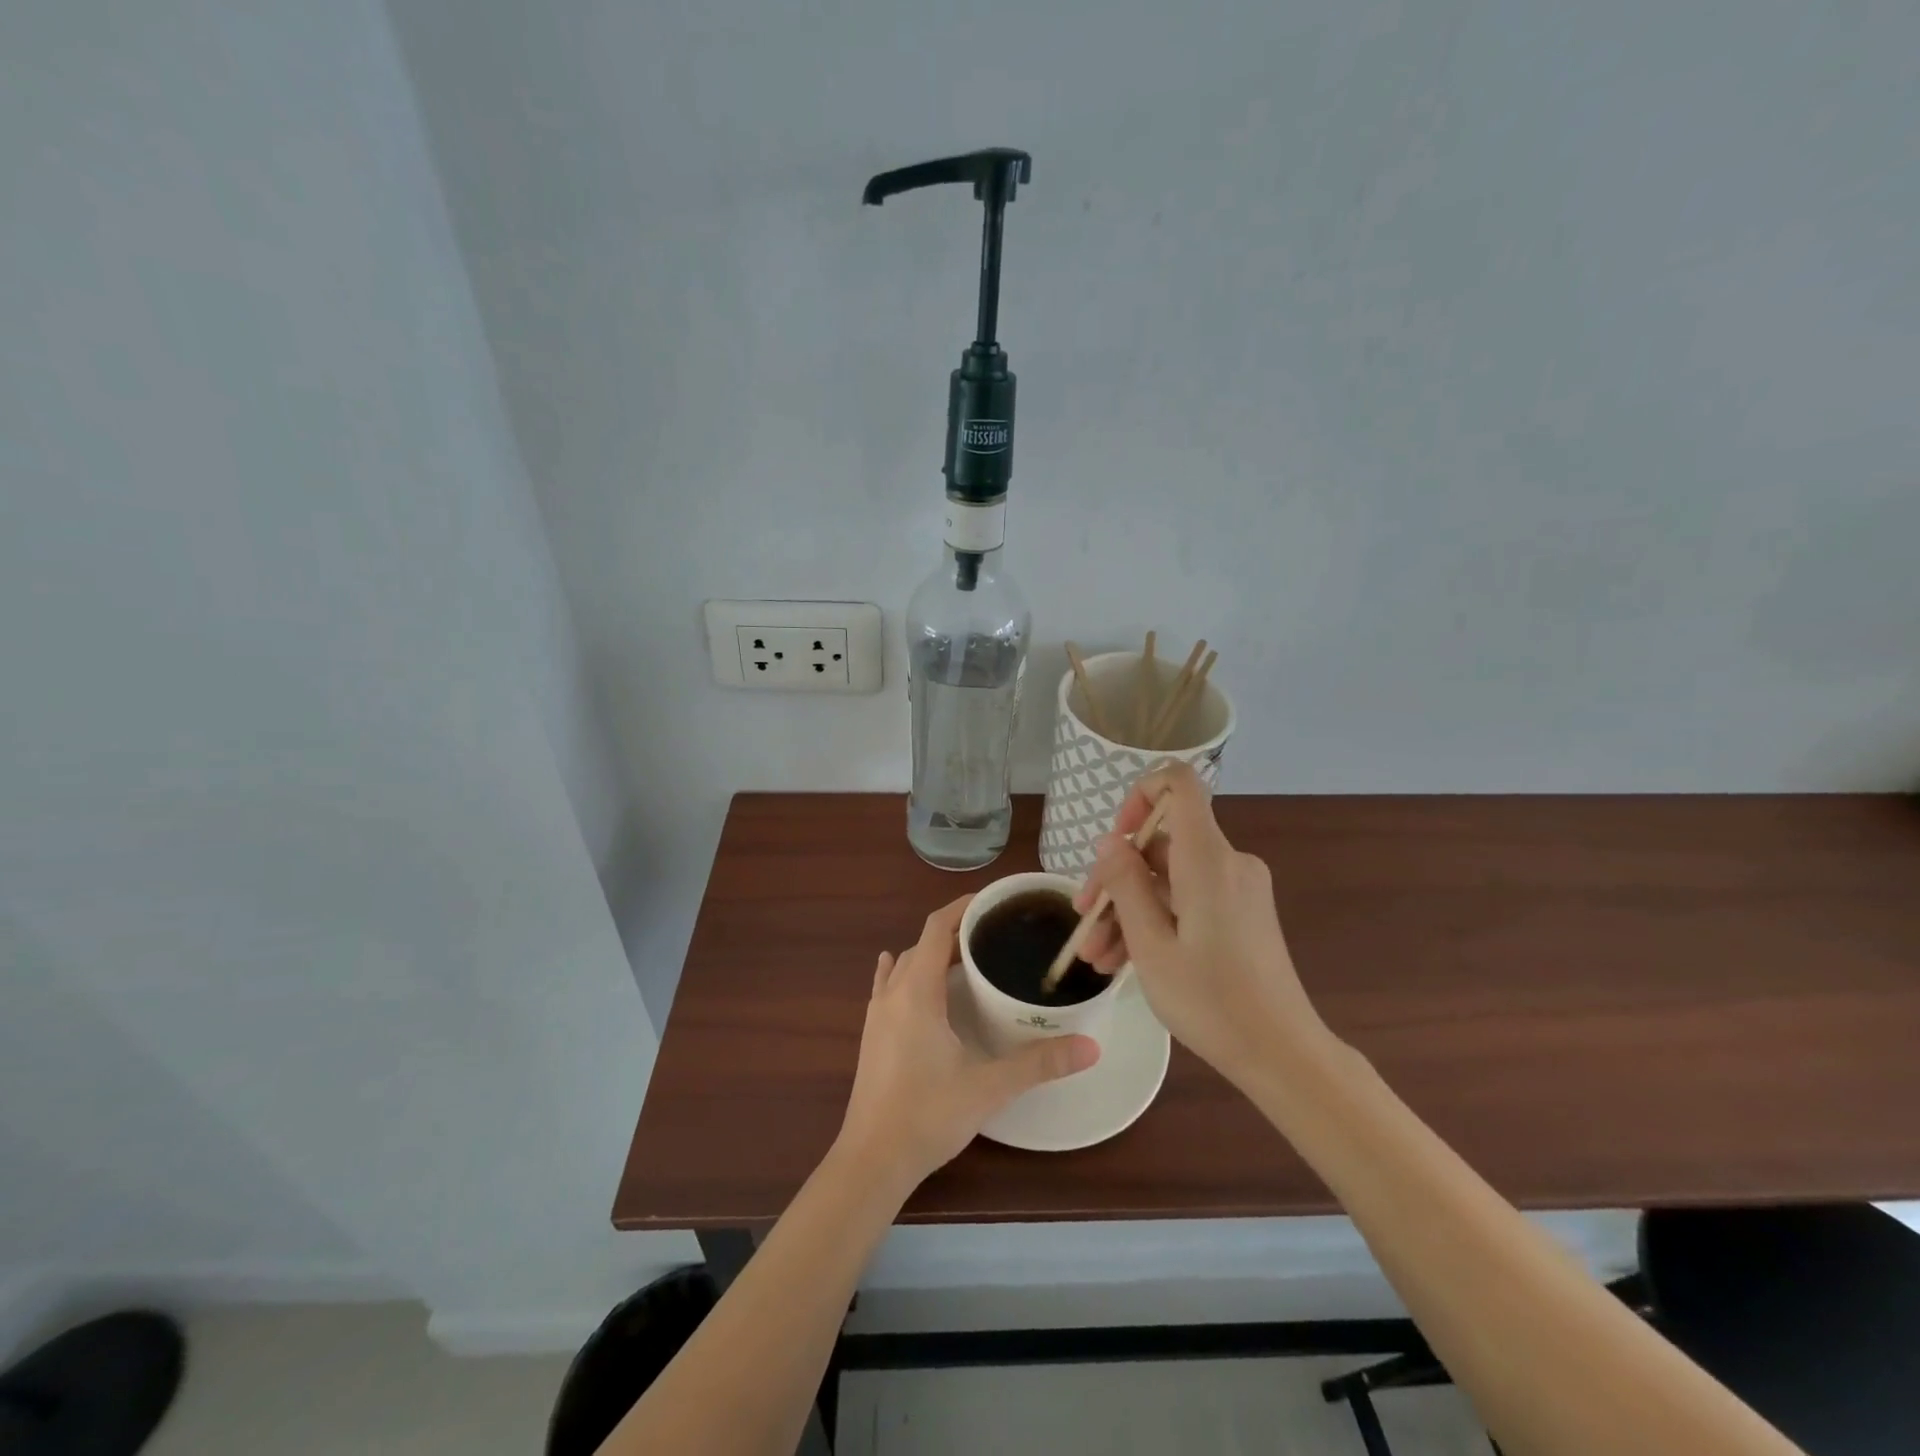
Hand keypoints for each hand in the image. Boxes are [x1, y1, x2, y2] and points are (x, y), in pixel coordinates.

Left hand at [836, 894, 1099, 1191]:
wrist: (872, 1160)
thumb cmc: (928, 1115)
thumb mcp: (989, 1086)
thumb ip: (1039, 1063)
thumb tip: (1091, 1046)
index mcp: (917, 992)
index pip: (937, 928)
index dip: (963, 908)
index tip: (994, 901)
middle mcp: (893, 993)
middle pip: (923, 943)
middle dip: (955, 931)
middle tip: (995, 934)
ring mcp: (877, 1014)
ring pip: (905, 964)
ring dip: (933, 953)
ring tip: (967, 956)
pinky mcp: (872, 1034)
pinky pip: (886, 986)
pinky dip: (902, 971)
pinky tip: (903, 972)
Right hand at [1078, 764, 1330, 1085]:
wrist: (1282, 1054)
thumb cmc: (1211, 1001)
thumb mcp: (1151, 946)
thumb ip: (1125, 885)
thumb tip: (1109, 841)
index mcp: (1208, 859)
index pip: (1179, 784)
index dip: (1139, 795)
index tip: (1114, 840)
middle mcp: (1227, 862)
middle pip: (1161, 843)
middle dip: (1116, 879)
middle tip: (1084, 921)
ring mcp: (1236, 889)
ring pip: (1168, 879)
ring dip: (1128, 910)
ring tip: (1096, 957)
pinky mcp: (1240, 913)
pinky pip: (1188, 900)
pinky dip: (1156, 920)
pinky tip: (1122, 960)